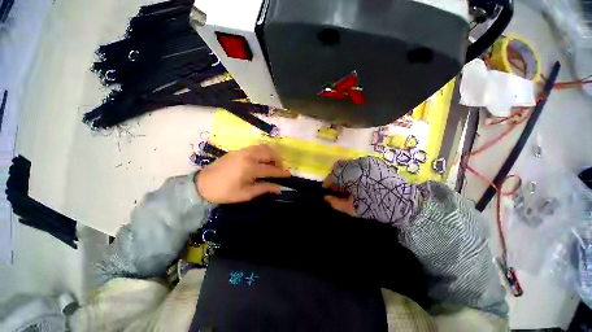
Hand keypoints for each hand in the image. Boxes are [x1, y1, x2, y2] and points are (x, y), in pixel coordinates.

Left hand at [196, 145, 290, 203]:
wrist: (203, 185)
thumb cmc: (225, 192)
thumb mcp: (246, 194)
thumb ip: (264, 189)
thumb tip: (279, 188)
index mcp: (250, 168)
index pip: (271, 169)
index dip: (281, 172)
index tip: (288, 175)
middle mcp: (248, 156)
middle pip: (269, 153)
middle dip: (278, 160)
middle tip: (281, 168)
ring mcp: (243, 151)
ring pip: (263, 147)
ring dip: (271, 153)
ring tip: (273, 162)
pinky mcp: (238, 150)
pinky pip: (256, 147)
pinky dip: (263, 151)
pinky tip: (263, 158)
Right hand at [323, 157, 424, 226]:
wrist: (405, 202)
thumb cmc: (377, 207)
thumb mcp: (354, 209)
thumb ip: (337, 203)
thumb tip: (326, 198)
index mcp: (352, 176)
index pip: (333, 175)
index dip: (328, 182)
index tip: (326, 189)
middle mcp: (358, 164)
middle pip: (338, 166)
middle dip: (335, 176)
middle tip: (336, 187)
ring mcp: (367, 161)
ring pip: (347, 163)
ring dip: (343, 173)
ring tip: (346, 185)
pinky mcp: (374, 161)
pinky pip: (357, 163)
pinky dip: (352, 171)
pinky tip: (356, 180)